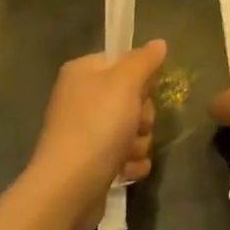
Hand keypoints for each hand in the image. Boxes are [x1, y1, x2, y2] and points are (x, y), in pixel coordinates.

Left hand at [27, 40, 167, 229]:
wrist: (69, 187)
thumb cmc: (97, 126)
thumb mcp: (124, 83)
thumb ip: (144, 61)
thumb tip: (159, 43)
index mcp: (82, 73)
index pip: (122, 62)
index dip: (139, 78)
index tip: (142, 91)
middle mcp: (81, 99)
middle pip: (132, 98)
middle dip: (142, 116)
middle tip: (134, 124)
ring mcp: (86, 132)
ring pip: (133, 129)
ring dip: (138, 143)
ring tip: (126, 153)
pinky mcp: (93, 162)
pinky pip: (126, 156)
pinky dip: (130, 164)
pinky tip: (124, 171)